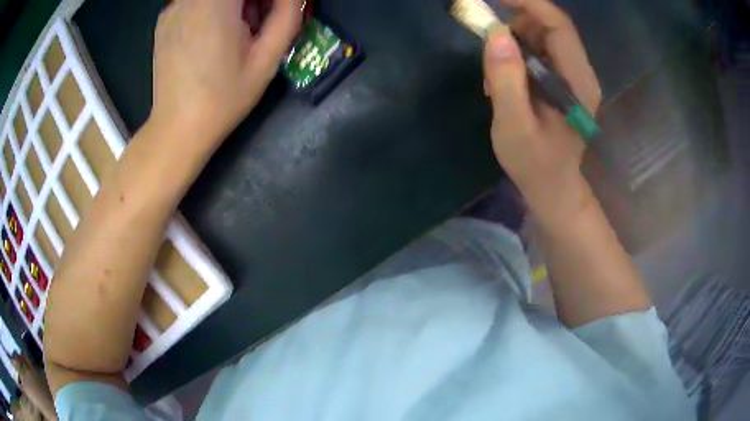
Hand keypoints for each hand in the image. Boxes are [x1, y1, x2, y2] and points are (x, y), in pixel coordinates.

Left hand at [150, 0, 301, 142]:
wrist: (177, 128)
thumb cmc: (224, 97)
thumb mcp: (266, 58)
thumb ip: (286, 16)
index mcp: (216, 3)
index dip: (268, 0)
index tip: (275, 12)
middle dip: (253, 0)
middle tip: (259, 22)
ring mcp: (174, 7)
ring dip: (235, 4)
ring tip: (238, 31)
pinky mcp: (165, 20)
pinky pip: (197, 1)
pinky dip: (214, 8)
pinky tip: (213, 34)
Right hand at [483, 0, 600, 218]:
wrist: (553, 187)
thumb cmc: (535, 164)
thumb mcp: (514, 126)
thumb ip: (507, 80)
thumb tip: (497, 33)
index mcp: (577, 82)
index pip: (558, 25)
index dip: (528, 2)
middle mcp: (580, 72)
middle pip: (550, 25)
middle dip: (515, 23)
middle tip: (487, 43)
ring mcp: (572, 76)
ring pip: (542, 36)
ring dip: (513, 42)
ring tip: (495, 76)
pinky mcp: (563, 80)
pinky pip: (539, 50)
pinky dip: (517, 54)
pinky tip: (505, 80)